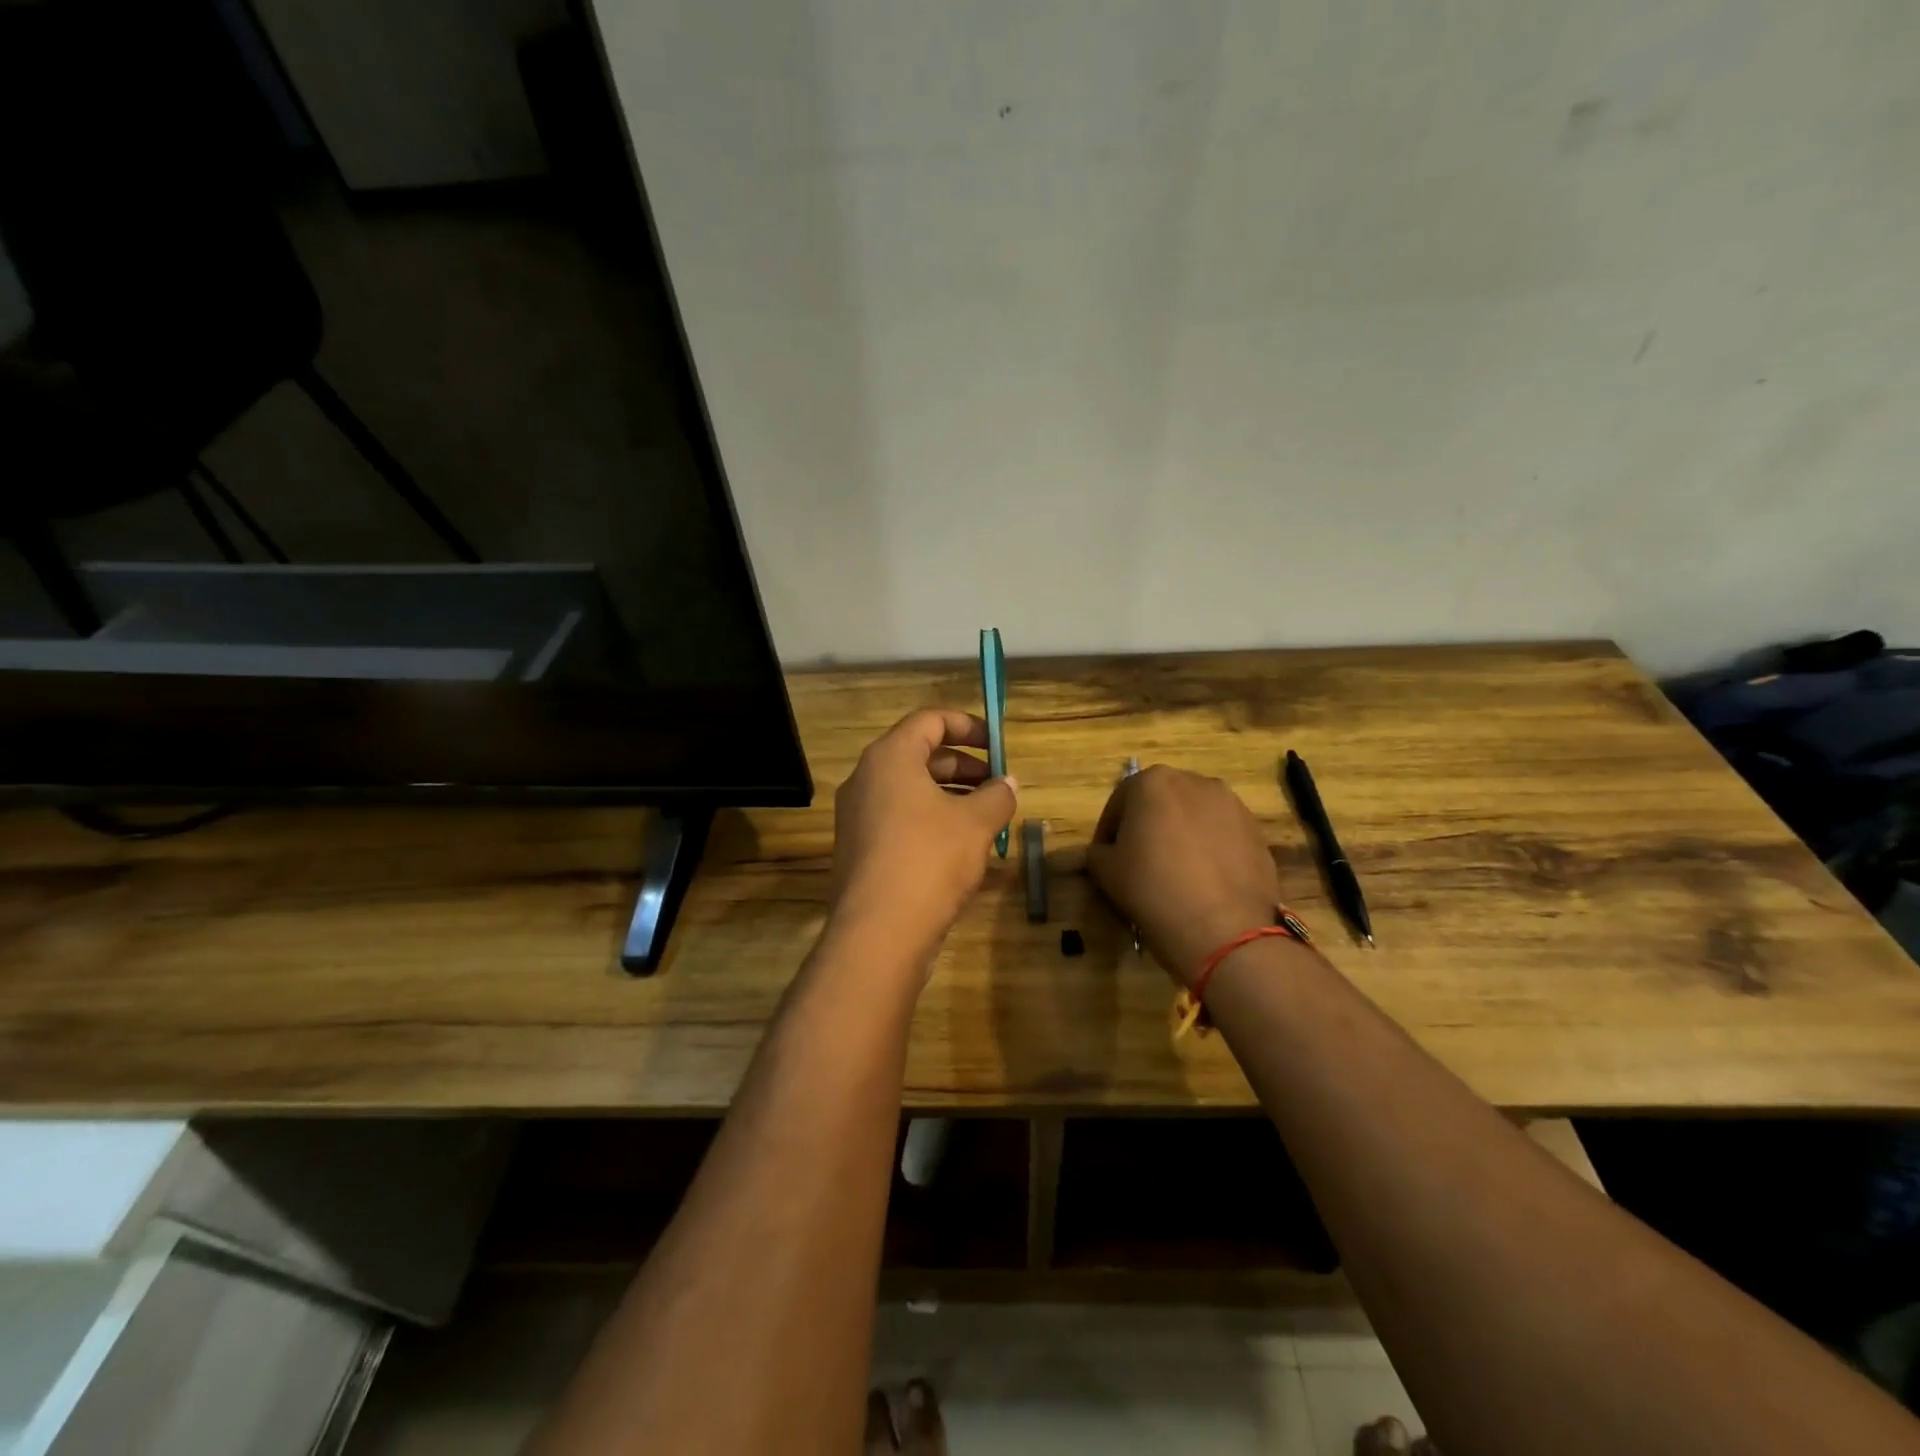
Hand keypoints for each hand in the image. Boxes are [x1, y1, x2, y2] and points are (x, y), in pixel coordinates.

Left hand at [829, 710, 1017, 969]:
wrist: (878, 932)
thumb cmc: (930, 860)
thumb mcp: (976, 823)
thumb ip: (998, 795)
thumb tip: (1008, 784)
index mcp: (889, 758)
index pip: (929, 720)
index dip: (968, 726)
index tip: (998, 745)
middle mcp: (866, 779)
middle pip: (919, 755)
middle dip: (963, 766)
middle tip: (997, 786)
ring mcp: (857, 816)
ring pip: (909, 791)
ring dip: (950, 796)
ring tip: (986, 818)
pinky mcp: (859, 849)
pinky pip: (898, 819)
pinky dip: (930, 820)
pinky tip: (959, 848)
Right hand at [1086, 765, 1281, 986]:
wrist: (1224, 928)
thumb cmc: (1153, 889)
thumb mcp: (1106, 871)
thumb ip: (1098, 852)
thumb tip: (1105, 852)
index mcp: (1152, 781)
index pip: (1119, 801)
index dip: (1108, 831)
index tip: (1106, 856)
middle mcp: (1194, 781)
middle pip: (1160, 801)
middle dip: (1148, 825)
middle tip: (1139, 861)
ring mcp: (1231, 804)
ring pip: (1194, 815)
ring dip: (1181, 834)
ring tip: (1175, 871)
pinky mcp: (1256, 830)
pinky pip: (1222, 834)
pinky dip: (1209, 848)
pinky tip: (1204, 879)